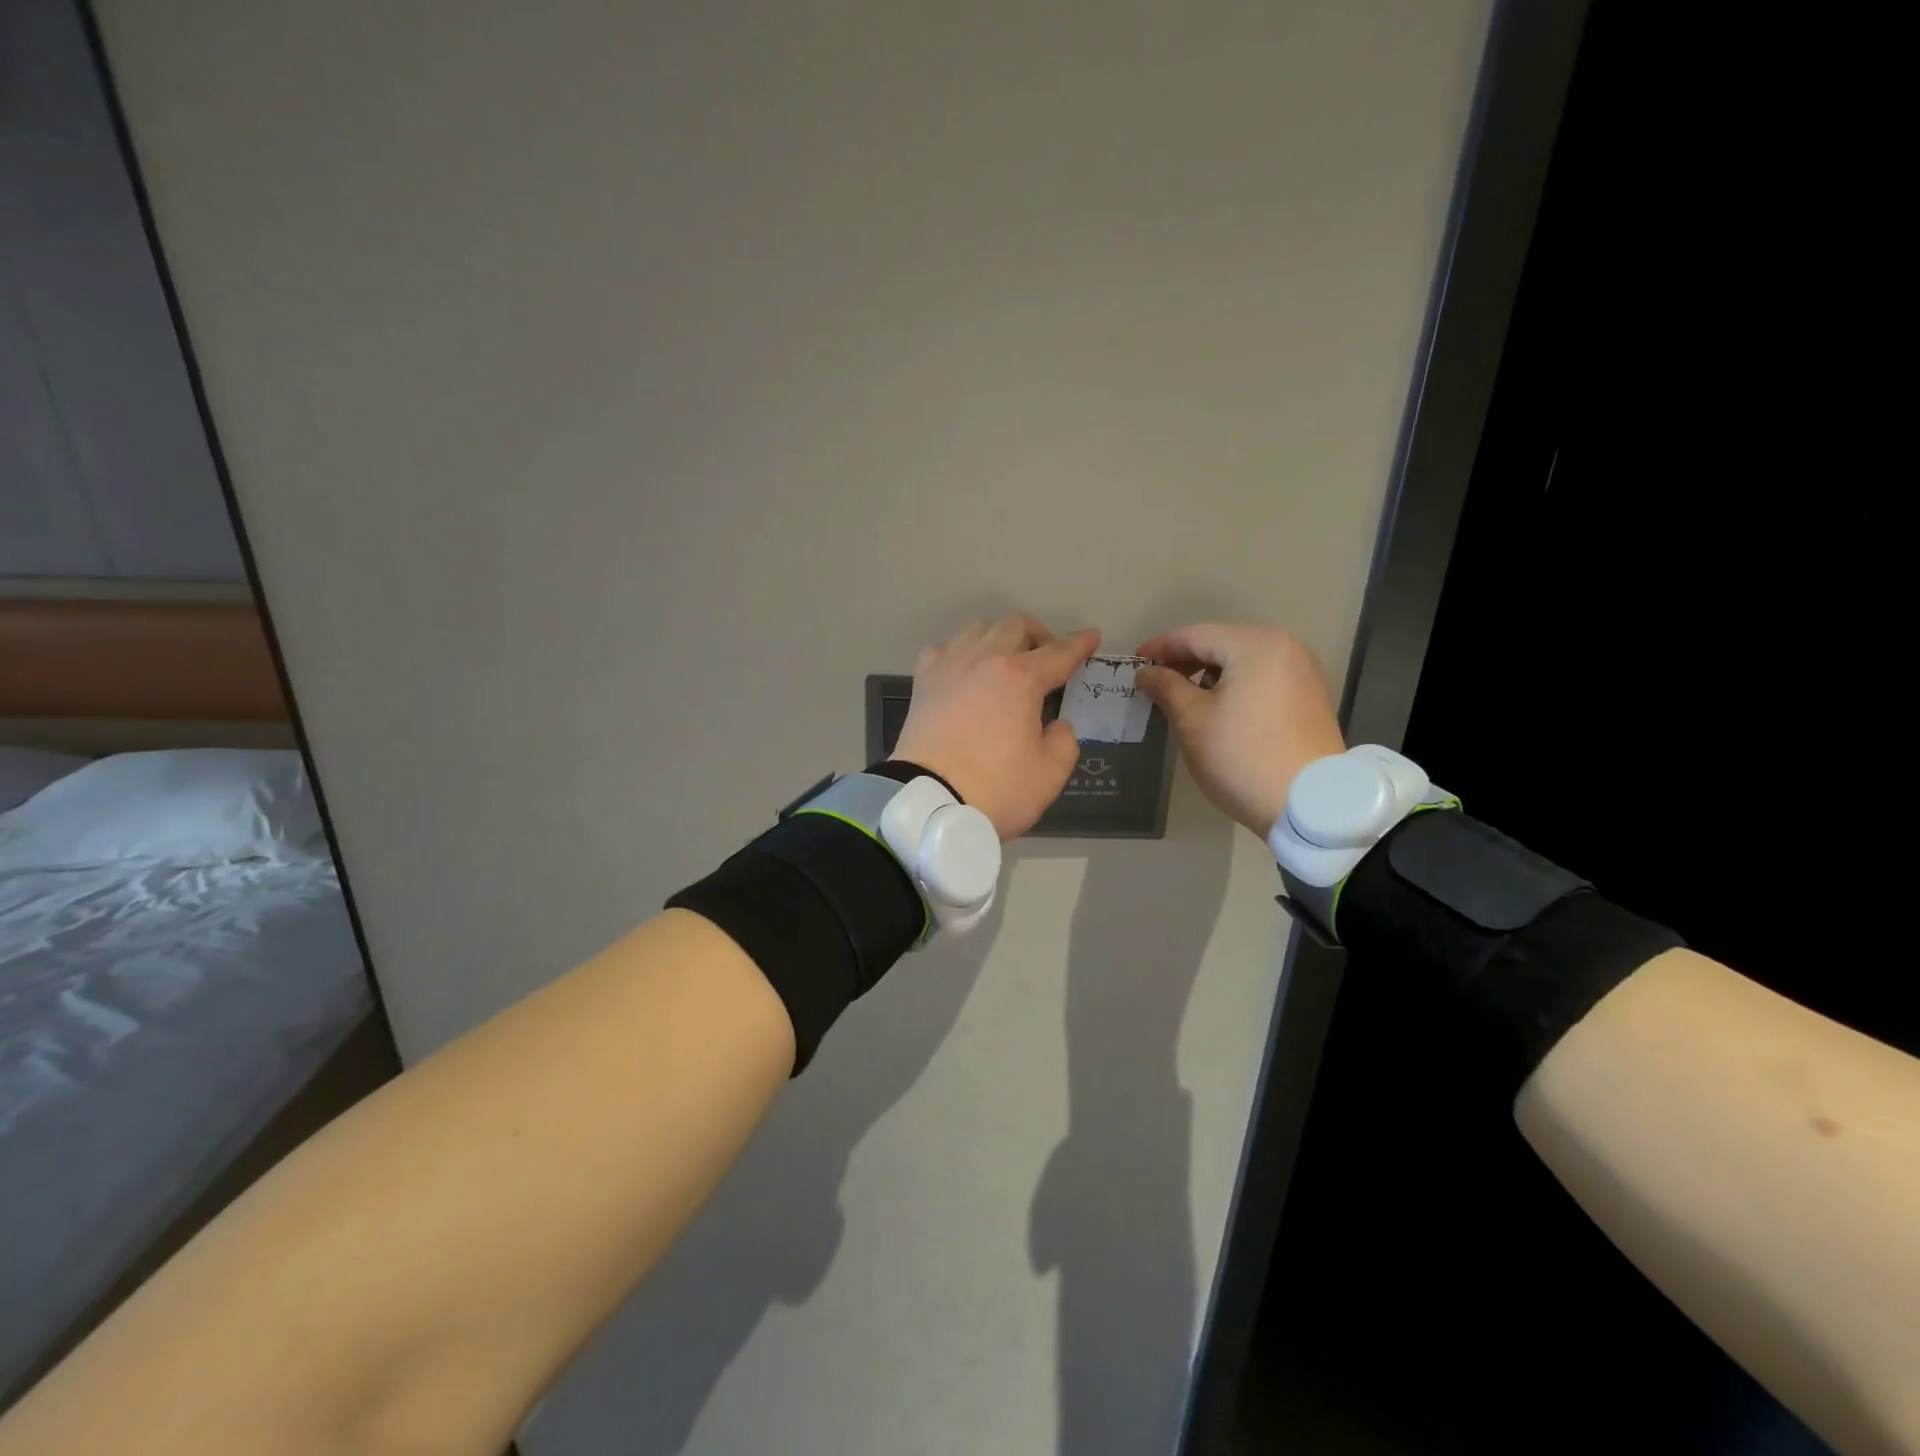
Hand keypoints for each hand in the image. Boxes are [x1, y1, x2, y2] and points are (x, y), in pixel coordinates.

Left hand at [892, 613, 1100, 839]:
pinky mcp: (923, 683)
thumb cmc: (996, 789)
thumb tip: (1056, 725)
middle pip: (1015, 625)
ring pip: (977, 627)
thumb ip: (1063, 741)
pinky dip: (959, 653)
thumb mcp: (1049, 774)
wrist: (929, 804)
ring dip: (998, 635)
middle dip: (1039, 634)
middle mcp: (984, 660)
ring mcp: (949, 667)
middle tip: (1048, 657)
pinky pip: (942, 650)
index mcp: (1021, 678)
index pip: (1059, 653)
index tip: (1092, 637)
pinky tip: (964, 672)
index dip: (1080, 644)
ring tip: (1005, 659)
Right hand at [1134, 622, 1345, 838]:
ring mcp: (1303, 671)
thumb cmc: (1242, 756)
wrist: (1310, 804)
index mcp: (1256, 644)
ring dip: (1209, 674)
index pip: (1195, 635)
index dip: (1160, 648)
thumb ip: (1166, 688)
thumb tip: (1146, 673)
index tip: (1134, 664)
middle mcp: (1285, 647)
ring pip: (1243, 661)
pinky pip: (1262, 678)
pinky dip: (1235, 685)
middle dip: (1185, 661)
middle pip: (1222, 643)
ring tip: (1182, 697)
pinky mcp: (1310, 696)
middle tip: (1154, 682)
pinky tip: (1217, 707)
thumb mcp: (1193, 721)